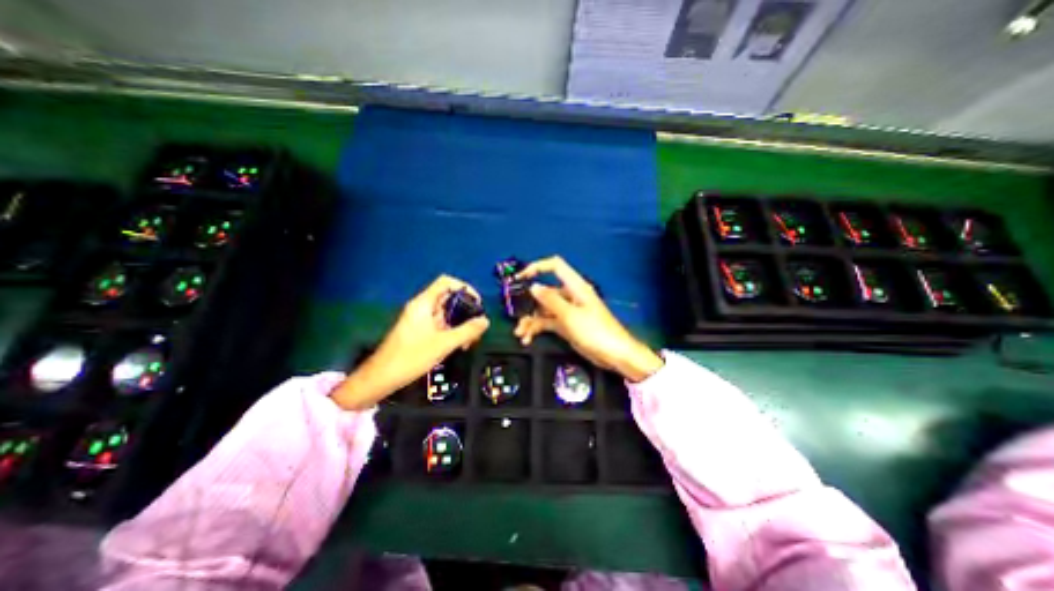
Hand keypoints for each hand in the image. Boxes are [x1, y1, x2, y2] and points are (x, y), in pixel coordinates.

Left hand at [332, 274, 489, 411]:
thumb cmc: (411, 357)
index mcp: (424, 303)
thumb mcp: (444, 344)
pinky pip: (441, 324)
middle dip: (466, 311)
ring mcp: (420, 319)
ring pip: (447, 313)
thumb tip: (485, 320)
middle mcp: (422, 307)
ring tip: (469, 342)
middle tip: (477, 327)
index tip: (477, 304)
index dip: (465, 288)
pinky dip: (452, 331)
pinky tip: (458, 346)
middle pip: (449, 298)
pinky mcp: (420, 330)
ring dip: (460, 324)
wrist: (381, 377)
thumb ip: (467, 331)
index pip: (447, 282)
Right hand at [510, 256, 656, 380]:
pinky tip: (528, 339)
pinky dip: (537, 329)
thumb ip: (550, 300)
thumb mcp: (570, 316)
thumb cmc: (595, 331)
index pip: (555, 266)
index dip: (537, 267)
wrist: (614, 354)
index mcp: (575, 287)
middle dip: (528, 303)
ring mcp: (567, 311)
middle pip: (544, 292)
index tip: (520, 277)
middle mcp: (569, 296)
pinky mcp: (566, 325)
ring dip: (530, 320)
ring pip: (543, 310)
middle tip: (514, 314)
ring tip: (520, 333)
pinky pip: (547, 323)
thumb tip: (533, 286)